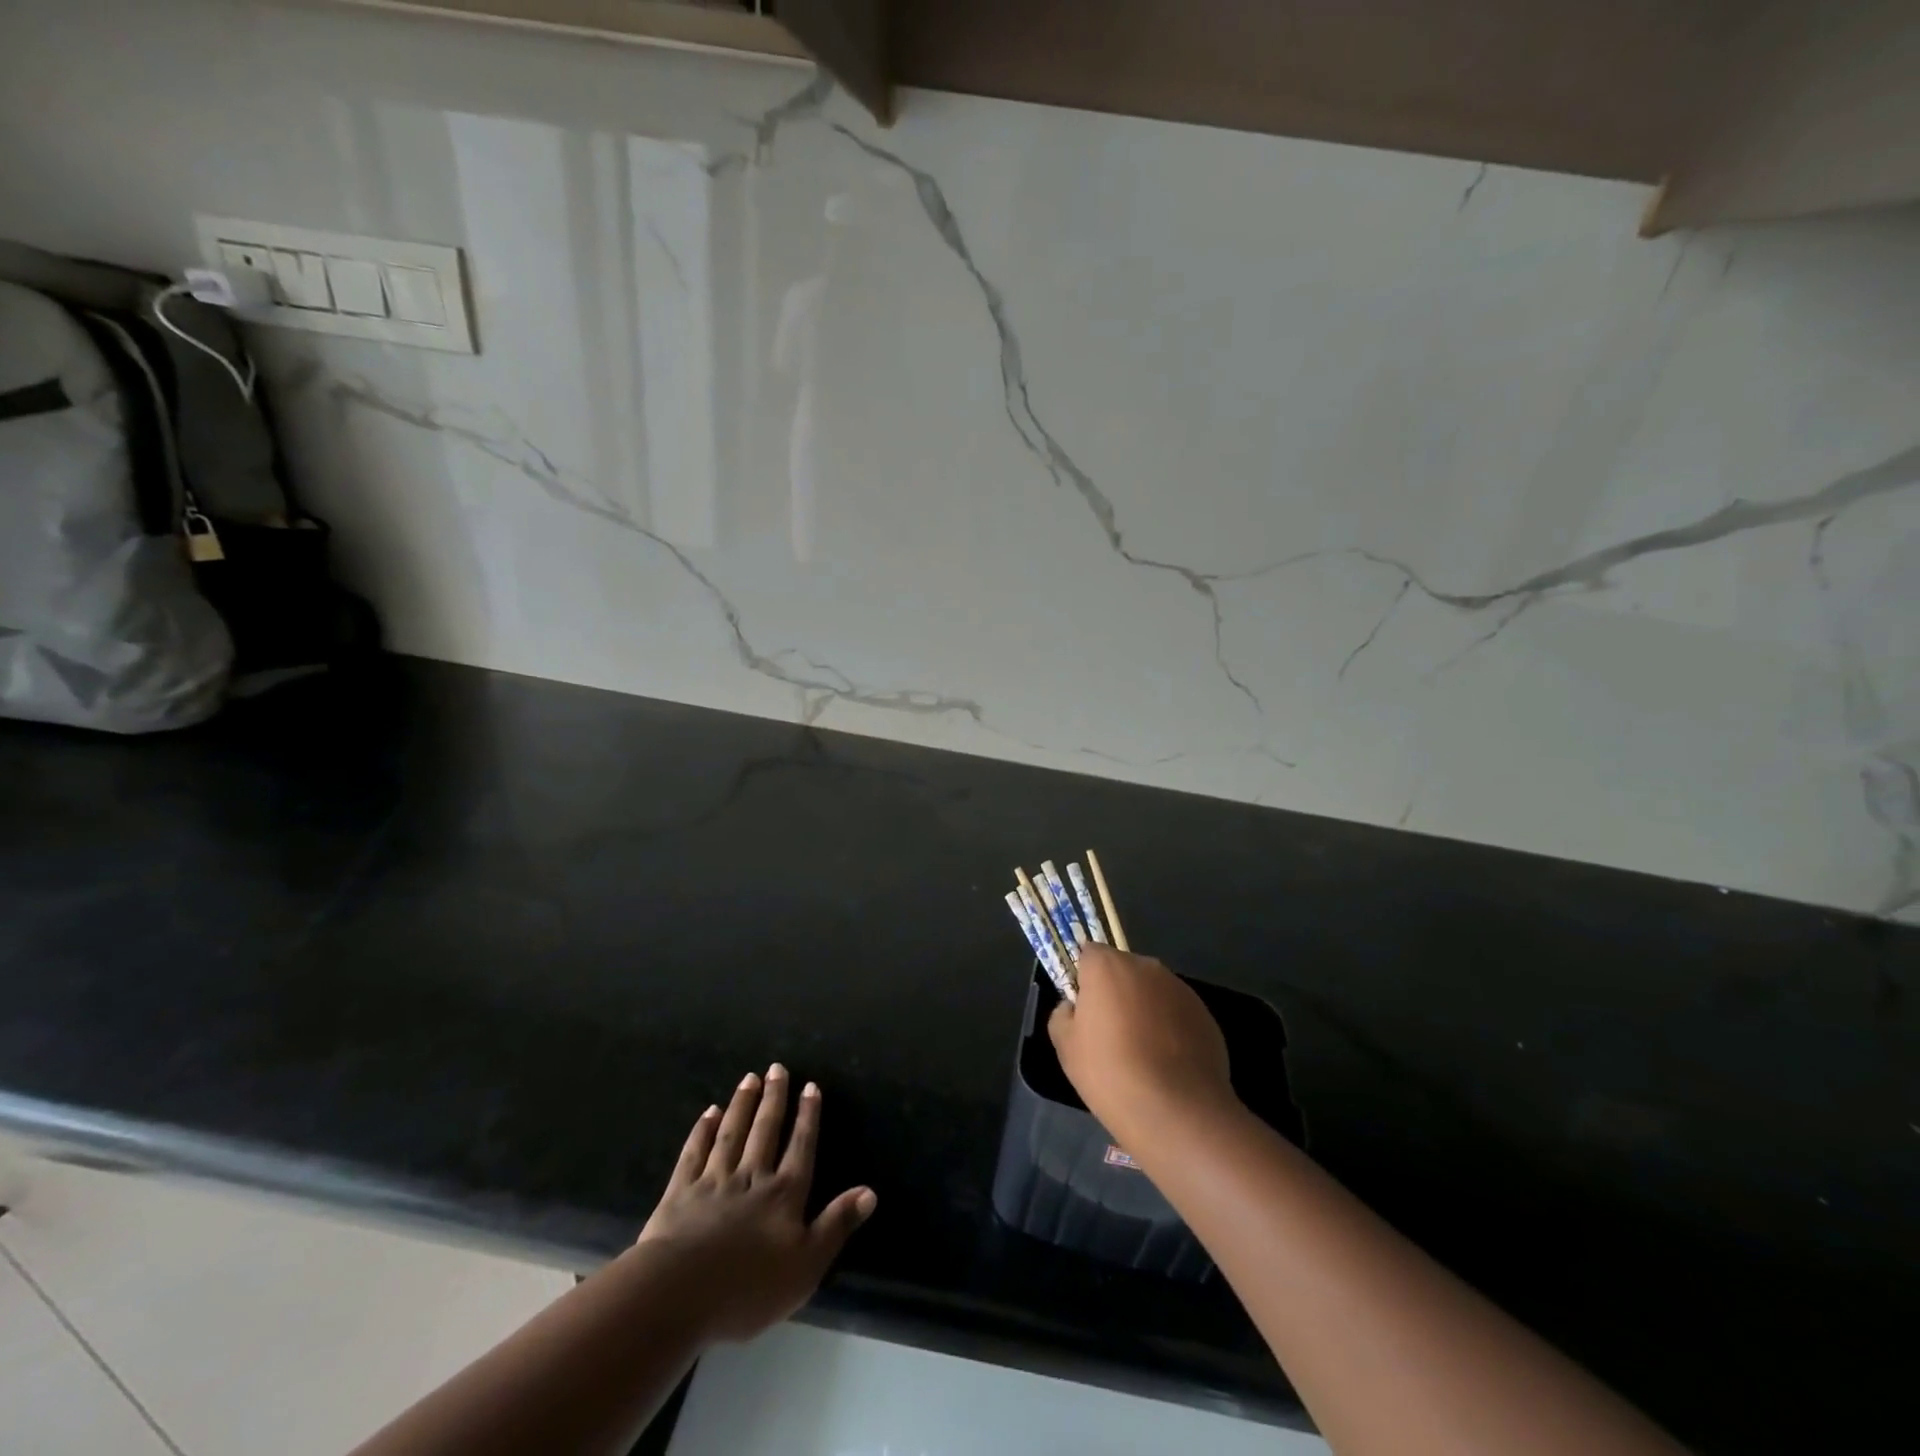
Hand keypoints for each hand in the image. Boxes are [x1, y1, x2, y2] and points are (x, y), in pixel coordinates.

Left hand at [634, 1065, 875, 1342]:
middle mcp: (752, 1177)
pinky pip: (694, 1153)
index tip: (810, 1086)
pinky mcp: (680, 1194)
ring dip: (742, 1105)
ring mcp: (714, 1182)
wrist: (679, 1295)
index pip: (801, 1147)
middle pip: (765, 1131)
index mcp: (784, 1194)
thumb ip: (837, 1225)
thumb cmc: (749, 1288)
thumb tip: (870, 1191)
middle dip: (774, 1099)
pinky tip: (709, 1113)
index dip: (807, 1117)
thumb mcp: (806, 1266)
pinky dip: (702, 1131)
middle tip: (777, 1068)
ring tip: (749, 1078)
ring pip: (732, 1134)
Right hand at [1049, 945, 1234, 1136]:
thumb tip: (1074, 1008)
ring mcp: (1180, 988)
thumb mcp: (1066, 1047)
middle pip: (1123, 970)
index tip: (1084, 1009)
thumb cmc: (1110, 1072)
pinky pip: (1177, 1012)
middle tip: (1110, 1033)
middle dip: (1116, 992)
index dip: (1084, 978)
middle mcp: (1146, 966)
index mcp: (1108, 966)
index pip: (1089, 954)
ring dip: (1145, 1009)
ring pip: (1152, 991)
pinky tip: (1167, 1063)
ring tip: (1143, 1053)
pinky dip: (1170, 1028)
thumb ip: (1063, 1015)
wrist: (1176, 1110)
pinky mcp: (1204, 1013)